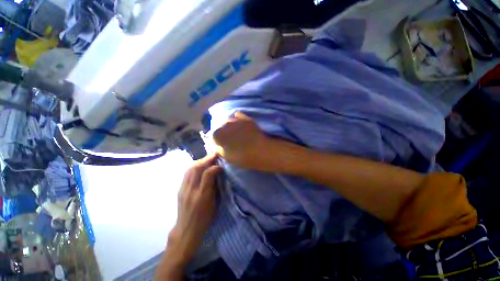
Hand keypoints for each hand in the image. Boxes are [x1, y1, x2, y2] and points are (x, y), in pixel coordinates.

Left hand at [167, 154, 221, 265]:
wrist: (187, 230)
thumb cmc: (204, 218)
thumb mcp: (214, 203)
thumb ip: (215, 186)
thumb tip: (217, 172)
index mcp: (202, 195)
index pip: (207, 174)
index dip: (214, 166)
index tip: (220, 163)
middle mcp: (191, 190)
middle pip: (196, 168)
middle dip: (206, 159)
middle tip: (214, 155)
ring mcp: (183, 189)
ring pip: (190, 169)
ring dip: (199, 161)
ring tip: (207, 159)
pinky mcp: (180, 189)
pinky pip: (186, 173)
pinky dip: (194, 166)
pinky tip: (198, 166)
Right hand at [213, 112, 276, 170]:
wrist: (261, 151)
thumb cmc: (242, 156)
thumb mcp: (226, 156)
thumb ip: (218, 148)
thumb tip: (215, 144)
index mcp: (217, 134)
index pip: (212, 136)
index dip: (215, 141)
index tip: (219, 145)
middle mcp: (224, 123)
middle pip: (219, 127)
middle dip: (221, 132)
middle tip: (227, 139)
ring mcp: (235, 119)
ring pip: (227, 120)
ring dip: (228, 125)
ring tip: (234, 132)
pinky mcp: (245, 118)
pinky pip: (237, 115)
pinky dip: (237, 119)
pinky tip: (240, 124)